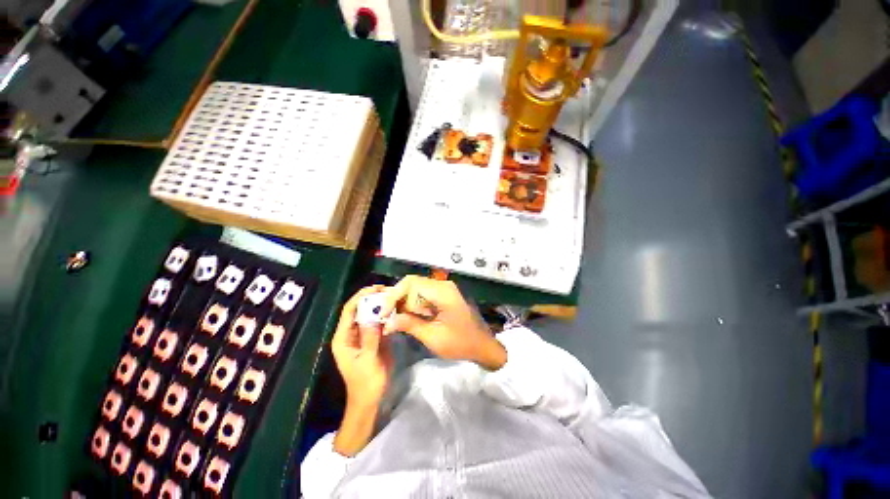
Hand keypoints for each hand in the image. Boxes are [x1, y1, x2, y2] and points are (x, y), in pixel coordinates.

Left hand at [331, 286, 393, 455]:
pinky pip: (377, 323)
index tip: (376, 288)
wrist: (370, 399)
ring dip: (378, 305)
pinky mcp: (372, 339)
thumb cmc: (366, 382)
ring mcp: (362, 336)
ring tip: (393, 296)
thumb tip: (374, 315)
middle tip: (388, 290)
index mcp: (343, 338)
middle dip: (371, 298)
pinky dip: (384, 315)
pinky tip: (395, 310)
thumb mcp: (368, 360)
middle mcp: (350, 333)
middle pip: (358, 309)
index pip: (349, 310)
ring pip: (368, 315)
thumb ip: (370, 337)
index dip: (360, 296)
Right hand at [381, 276, 506, 370]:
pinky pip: (423, 295)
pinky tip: (406, 318)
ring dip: (403, 303)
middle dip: (397, 300)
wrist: (483, 345)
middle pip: (412, 284)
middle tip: (386, 317)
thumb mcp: (433, 337)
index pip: (411, 283)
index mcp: (442, 292)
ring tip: (394, 320)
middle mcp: (442, 285)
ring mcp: (444, 289)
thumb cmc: (460, 343)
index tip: (382, 312)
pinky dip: (412, 305)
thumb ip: (409, 325)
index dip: (393, 295)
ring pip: (415, 289)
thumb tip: (387, 322)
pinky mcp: (443, 295)